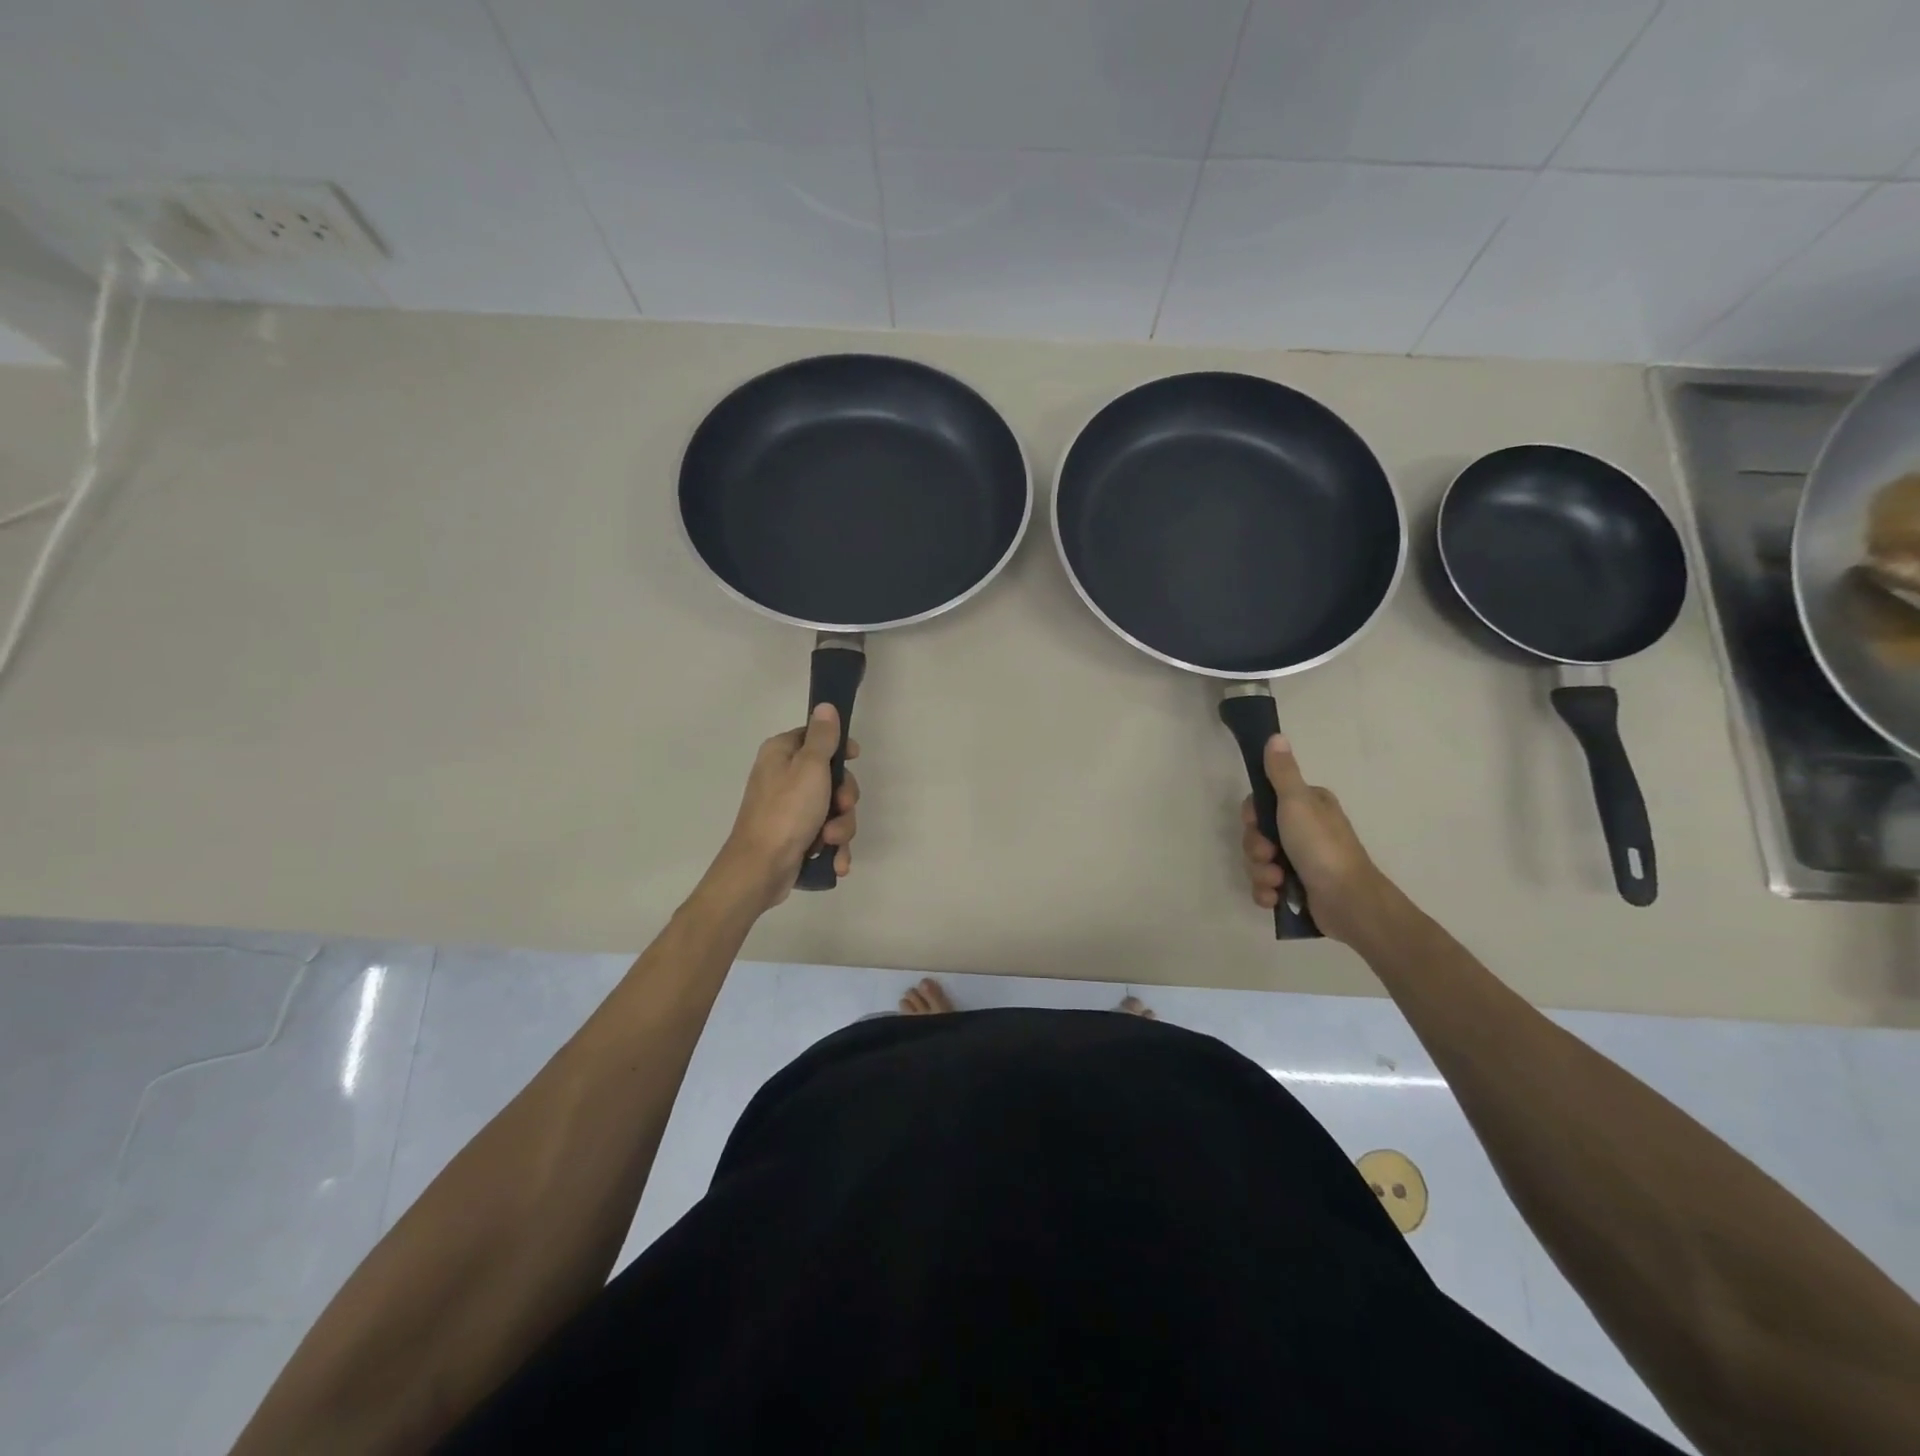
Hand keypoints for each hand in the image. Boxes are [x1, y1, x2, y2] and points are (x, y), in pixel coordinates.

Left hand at [713, 705, 859, 909]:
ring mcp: (790, 809)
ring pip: (833, 809)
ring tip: (830, 841)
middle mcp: (783, 777)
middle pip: (831, 777)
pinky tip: (835, 861)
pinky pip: (825, 834)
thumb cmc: (787, 811)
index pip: (817, 737)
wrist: (761, 869)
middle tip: (841, 807)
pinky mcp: (796, 835)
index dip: (839, 748)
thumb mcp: (810, 767)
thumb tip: (825, 706)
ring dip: (840, 827)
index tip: (854, 758)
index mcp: (782, 753)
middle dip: (844, 798)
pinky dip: (833, 847)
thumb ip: (822, 736)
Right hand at [1241, 734, 1389, 945]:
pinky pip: (1265, 886)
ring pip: (1258, 861)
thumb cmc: (1322, 847)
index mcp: (1307, 806)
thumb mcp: (1297, 802)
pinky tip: (1275, 897)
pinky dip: (1266, 892)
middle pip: (1257, 834)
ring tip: (1277, 881)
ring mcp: (1300, 860)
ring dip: (1260, 872)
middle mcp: (1303, 830)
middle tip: (1269, 855)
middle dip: (1256, 849)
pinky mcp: (1296, 888)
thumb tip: (1275, 736)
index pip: (1262, 803)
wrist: (1349, 902)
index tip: (1255, 823)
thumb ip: (1282, 772)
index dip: (1252, 816)